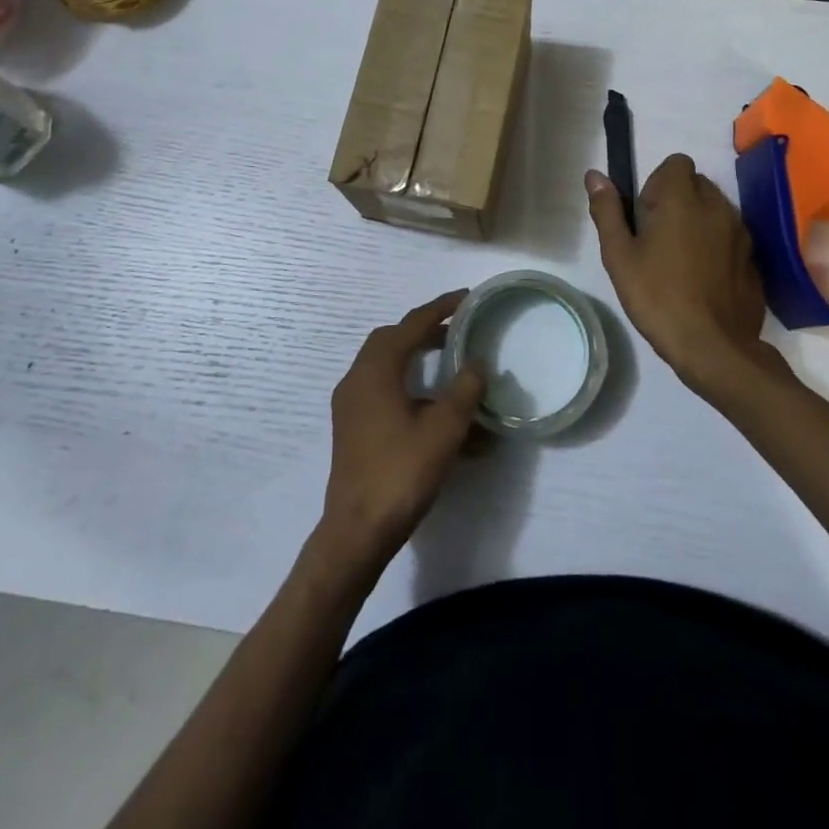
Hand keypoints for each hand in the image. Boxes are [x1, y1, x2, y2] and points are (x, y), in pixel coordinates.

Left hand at [319, 291, 485, 564]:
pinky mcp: (353, 428)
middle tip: (456, 331)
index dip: (440, 308)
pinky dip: (409, 387)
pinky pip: (382, 391)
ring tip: (451, 366)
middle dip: (424, 331)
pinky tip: (435, 410)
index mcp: (376, 370)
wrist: (357, 531)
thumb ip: (464, 390)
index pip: (411, 325)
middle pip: (392, 340)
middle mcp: (357, 379)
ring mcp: (351, 405)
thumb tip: (477, 363)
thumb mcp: (444, 429)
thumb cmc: (401, 472)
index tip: (466, 298)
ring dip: (416, 359)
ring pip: (386, 366)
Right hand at [586, 156, 783, 395]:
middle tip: (657, 239)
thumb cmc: (657, 297)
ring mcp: (741, 232)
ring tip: (679, 260)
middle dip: (677, 200)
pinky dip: (716, 244)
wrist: (714, 346)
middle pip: (696, 183)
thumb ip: (607, 211)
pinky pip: (731, 236)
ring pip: (715, 209)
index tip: (645, 216)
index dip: (657, 183)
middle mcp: (717, 206)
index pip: (676, 162)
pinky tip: (702, 278)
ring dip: (697, 221)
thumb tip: (594, 175)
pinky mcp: (753, 258)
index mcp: (683, 200)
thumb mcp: (619, 256)